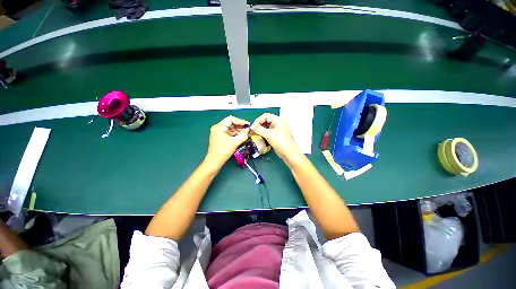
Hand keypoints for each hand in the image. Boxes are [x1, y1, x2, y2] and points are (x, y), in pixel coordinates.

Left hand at [205, 116, 249, 167]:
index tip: (247, 124)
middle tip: (248, 128)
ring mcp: (218, 132)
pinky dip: (235, 133)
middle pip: (230, 123)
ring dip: (238, 129)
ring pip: (230, 128)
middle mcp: (218, 128)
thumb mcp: (234, 143)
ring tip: (246, 132)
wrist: (214, 161)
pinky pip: (229, 132)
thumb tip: (248, 131)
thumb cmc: (223, 151)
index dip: (240, 121)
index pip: (231, 119)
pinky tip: (241, 135)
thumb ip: (242, 136)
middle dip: (239, 125)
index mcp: (219, 127)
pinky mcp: (220, 136)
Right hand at [251, 113, 300, 159]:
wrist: (289, 153)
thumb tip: (253, 128)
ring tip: (256, 132)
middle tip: (254, 129)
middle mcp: (279, 123)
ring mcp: (279, 128)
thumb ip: (259, 130)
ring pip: (267, 125)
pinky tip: (261, 135)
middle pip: (266, 120)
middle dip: (259, 124)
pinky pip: (269, 130)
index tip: (253, 127)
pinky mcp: (277, 134)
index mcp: (279, 120)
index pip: (266, 116)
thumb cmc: (281, 143)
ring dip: (261, 128)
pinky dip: (264, 132)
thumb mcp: (268, 135)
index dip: (258, 121)